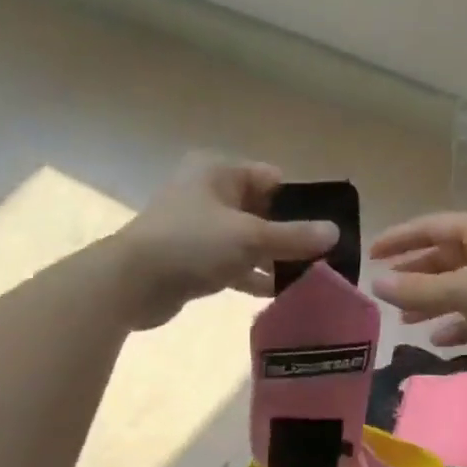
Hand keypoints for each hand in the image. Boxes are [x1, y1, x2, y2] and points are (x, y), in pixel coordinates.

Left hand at [113, 154, 339, 327]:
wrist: (131, 283)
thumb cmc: (191, 244)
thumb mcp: (250, 237)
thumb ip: (294, 236)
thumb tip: (335, 233)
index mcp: (218, 172)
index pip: (272, 179)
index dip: (301, 202)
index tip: (326, 228)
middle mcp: (208, 194)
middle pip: (262, 211)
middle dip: (290, 235)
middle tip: (323, 258)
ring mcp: (199, 228)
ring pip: (248, 241)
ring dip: (274, 259)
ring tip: (309, 279)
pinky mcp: (193, 260)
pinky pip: (233, 264)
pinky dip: (253, 276)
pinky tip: (279, 294)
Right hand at [370, 211, 466, 360]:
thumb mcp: (465, 288)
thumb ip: (418, 289)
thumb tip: (376, 285)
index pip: (432, 226)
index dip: (400, 238)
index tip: (371, 253)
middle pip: (445, 258)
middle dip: (415, 274)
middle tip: (385, 290)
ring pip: (460, 288)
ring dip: (432, 302)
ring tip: (404, 318)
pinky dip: (458, 323)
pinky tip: (438, 338)